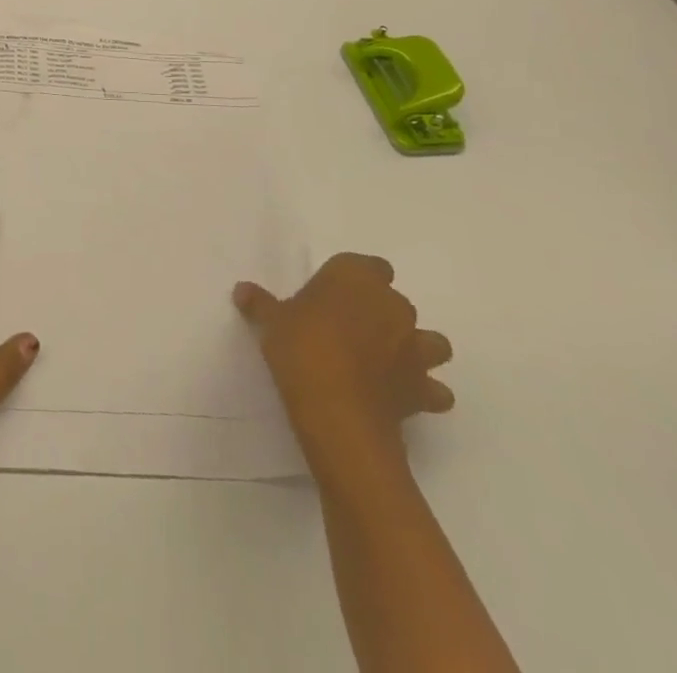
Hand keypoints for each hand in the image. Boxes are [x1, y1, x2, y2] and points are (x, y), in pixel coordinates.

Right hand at [234, 253, 453, 474]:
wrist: (337, 411)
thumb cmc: (301, 348)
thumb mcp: (272, 321)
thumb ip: (261, 303)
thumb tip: (242, 290)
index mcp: (356, 277)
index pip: (369, 265)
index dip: (356, 279)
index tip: (334, 295)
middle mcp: (392, 305)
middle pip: (395, 301)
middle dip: (379, 312)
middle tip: (349, 330)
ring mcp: (415, 347)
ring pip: (431, 341)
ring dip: (415, 348)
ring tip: (387, 361)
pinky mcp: (424, 388)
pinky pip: (434, 388)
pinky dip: (425, 391)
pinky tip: (402, 396)